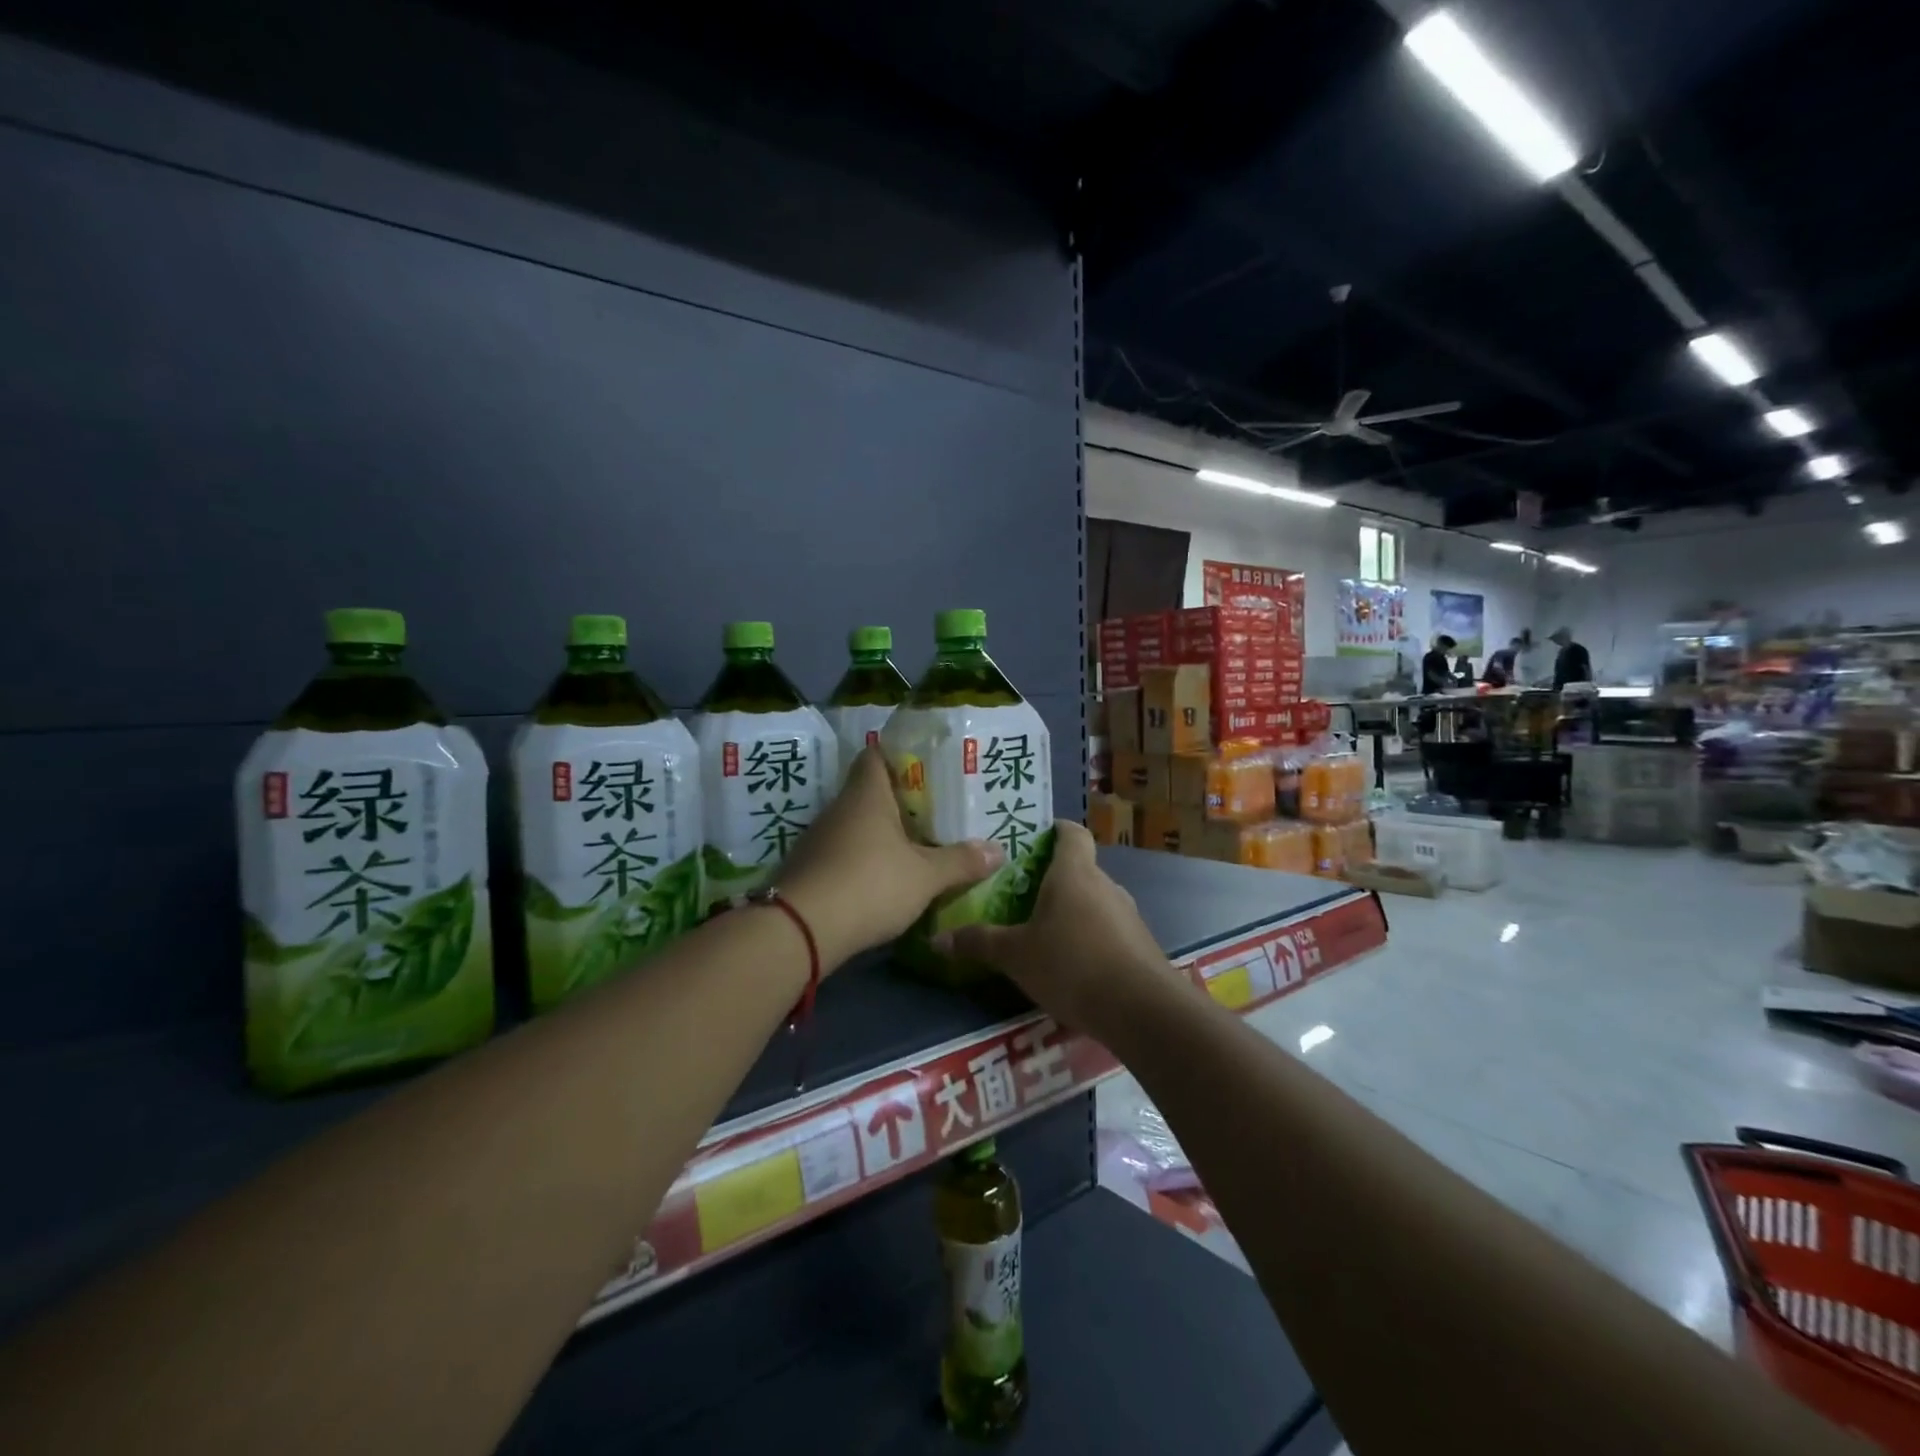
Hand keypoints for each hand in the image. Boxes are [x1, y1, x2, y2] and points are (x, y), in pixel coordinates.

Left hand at [774, 747, 1001, 969]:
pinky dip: (860, 861)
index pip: (876, 756)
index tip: (925, 767)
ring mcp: (817, 840)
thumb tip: (998, 850)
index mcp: (866, 795)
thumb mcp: (925, 877)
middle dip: (898, 801)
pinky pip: (840, 854)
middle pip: (868, 793)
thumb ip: (960, 862)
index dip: (899, 756)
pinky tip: (880, 880)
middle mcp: (837, 809)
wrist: (800, 930)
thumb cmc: (870, 884)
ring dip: (878, 835)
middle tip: (932, 812)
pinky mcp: (806, 870)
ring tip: (913, 847)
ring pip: (854, 826)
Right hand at [938, 821, 1173, 1036]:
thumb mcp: (1015, 956)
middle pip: (1079, 868)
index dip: (1053, 830)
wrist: (1141, 1009)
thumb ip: (978, 942)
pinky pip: (1108, 929)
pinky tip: (1071, 965)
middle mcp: (1104, 884)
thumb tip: (937, 938)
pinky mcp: (1139, 945)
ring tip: (1042, 933)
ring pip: (1094, 900)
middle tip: (1021, 895)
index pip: (1071, 833)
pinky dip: (1090, 938)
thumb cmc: (1071, 965)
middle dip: (1053, 879)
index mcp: (1074, 873)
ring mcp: (1127, 914)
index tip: (1032, 840)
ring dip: (1072, 911)